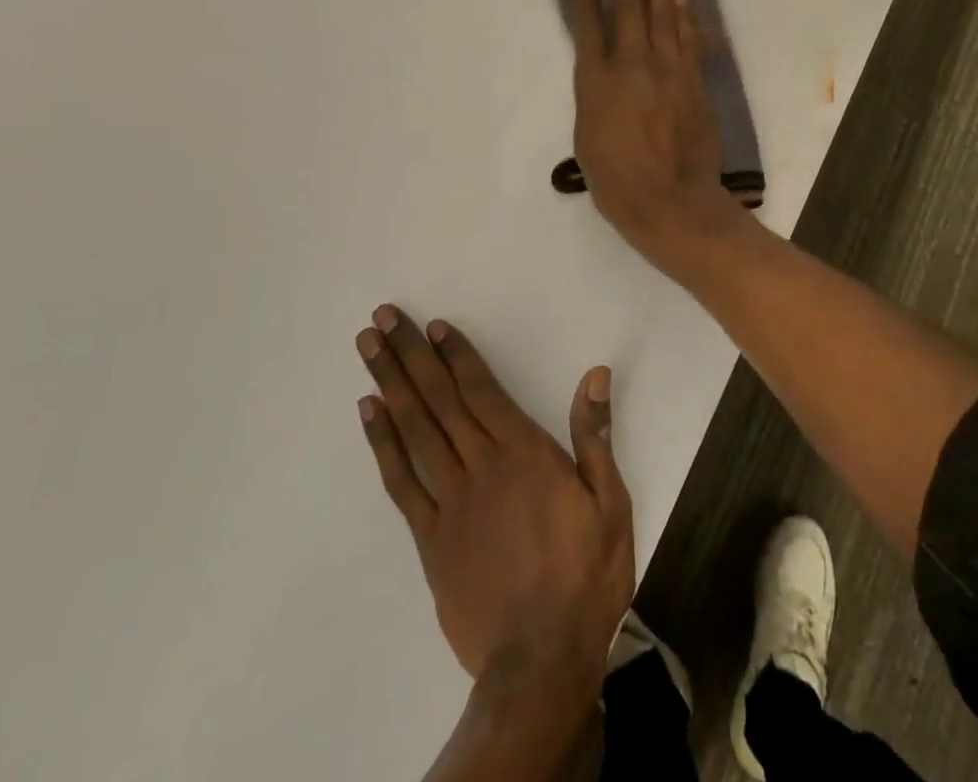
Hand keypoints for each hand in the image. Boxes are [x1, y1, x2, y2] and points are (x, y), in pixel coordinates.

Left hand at [356, 305, 633, 694]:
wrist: (541, 659)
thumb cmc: (585, 574)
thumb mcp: (610, 502)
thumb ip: (595, 436)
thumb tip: (595, 374)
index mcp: (524, 453)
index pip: (482, 390)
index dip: (456, 355)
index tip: (433, 326)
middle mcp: (481, 466)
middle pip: (439, 400)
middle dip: (410, 355)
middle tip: (382, 318)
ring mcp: (450, 502)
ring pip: (415, 431)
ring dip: (390, 385)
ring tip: (368, 349)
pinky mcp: (430, 539)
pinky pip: (401, 482)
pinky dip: (383, 444)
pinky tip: (369, 413)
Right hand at [568, 0, 747, 268]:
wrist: (671, 200)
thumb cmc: (617, 181)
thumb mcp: (587, 139)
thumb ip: (594, 100)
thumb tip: (603, 79)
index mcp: (596, 82)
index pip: (588, 29)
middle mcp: (632, 66)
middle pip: (629, 11)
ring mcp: (668, 71)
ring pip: (664, 18)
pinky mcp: (694, 82)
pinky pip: (690, 40)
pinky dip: (686, 17)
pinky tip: (683, 1)